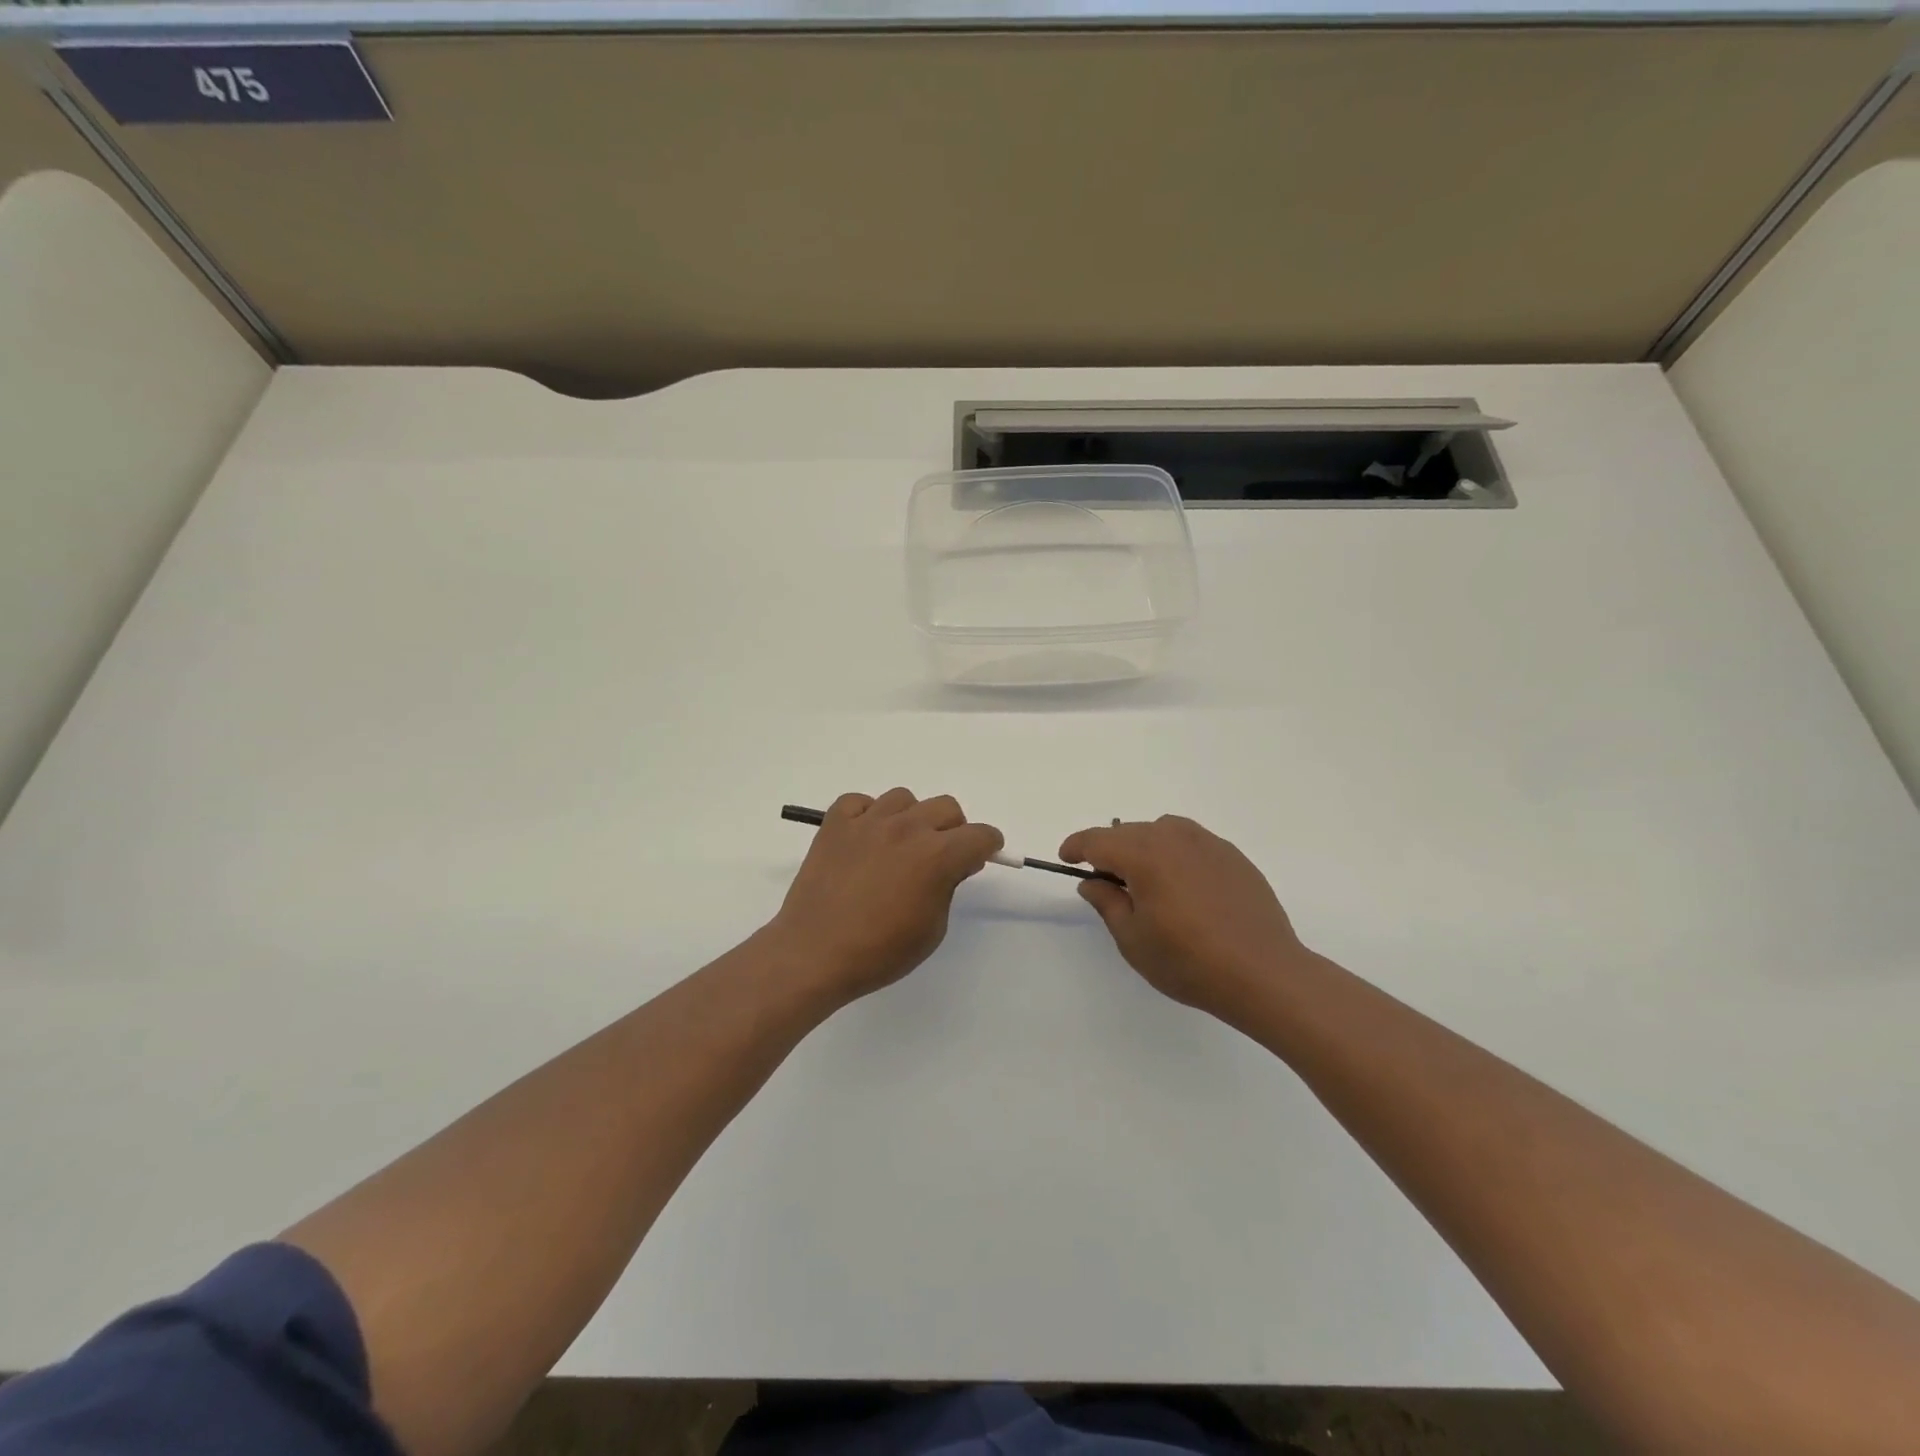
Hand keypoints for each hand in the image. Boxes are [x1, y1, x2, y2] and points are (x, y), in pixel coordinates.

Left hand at [768, 789, 1003, 1007]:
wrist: (813, 954)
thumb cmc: (880, 952)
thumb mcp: (932, 929)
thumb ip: (948, 887)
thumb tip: (952, 865)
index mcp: (936, 855)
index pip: (980, 835)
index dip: (988, 846)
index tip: (982, 855)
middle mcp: (906, 828)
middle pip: (946, 807)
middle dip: (953, 829)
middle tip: (941, 856)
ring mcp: (868, 822)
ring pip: (904, 798)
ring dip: (911, 818)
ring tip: (899, 846)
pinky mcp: (835, 824)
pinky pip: (859, 802)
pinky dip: (867, 814)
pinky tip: (864, 838)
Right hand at [1059, 815, 1310, 1021]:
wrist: (1265, 973)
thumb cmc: (1190, 962)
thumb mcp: (1133, 940)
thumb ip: (1107, 903)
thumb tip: (1093, 882)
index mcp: (1144, 855)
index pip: (1098, 840)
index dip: (1077, 846)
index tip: (1066, 859)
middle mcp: (1175, 837)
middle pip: (1129, 832)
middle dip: (1110, 850)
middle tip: (1105, 880)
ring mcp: (1208, 843)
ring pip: (1162, 831)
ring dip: (1144, 847)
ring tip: (1145, 880)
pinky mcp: (1233, 856)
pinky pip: (1191, 843)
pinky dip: (1175, 854)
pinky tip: (1183, 886)